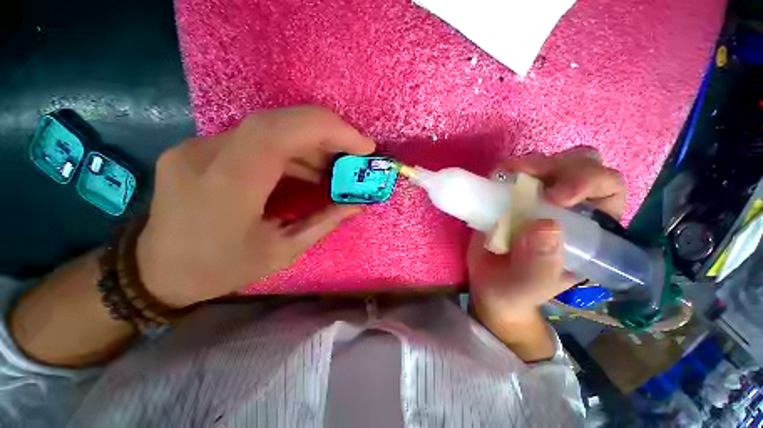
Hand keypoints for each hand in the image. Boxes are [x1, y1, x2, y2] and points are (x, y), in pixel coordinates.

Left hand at [136, 106, 374, 307]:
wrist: (156, 271)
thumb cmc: (219, 270)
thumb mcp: (281, 253)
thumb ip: (323, 223)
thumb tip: (357, 206)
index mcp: (229, 185)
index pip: (281, 131)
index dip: (330, 129)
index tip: (363, 145)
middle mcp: (207, 154)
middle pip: (277, 121)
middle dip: (328, 133)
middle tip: (354, 154)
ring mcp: (198, 146)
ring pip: (268, 127)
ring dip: (310, 143)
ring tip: (335, 166)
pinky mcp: (200, 148)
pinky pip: (255, 138)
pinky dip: (290, 150)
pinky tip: (307, 169)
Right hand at [468, 147, 625, 346]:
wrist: (489, 284)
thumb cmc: (516, 290)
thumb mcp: (529, 285)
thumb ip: (540, 264)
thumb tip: (545, 226)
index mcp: (590, 230)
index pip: (608, 190)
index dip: (589, 183)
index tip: (556, 197)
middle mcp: (569, 207)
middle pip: (583, 165)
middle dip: (561, 166)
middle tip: (529, 176)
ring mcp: (538, 197)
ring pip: (551, 162)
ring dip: (532, 163)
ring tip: (508, 173)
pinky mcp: (511, 195)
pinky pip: (516, 171)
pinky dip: (508, 169)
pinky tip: (496, 177)